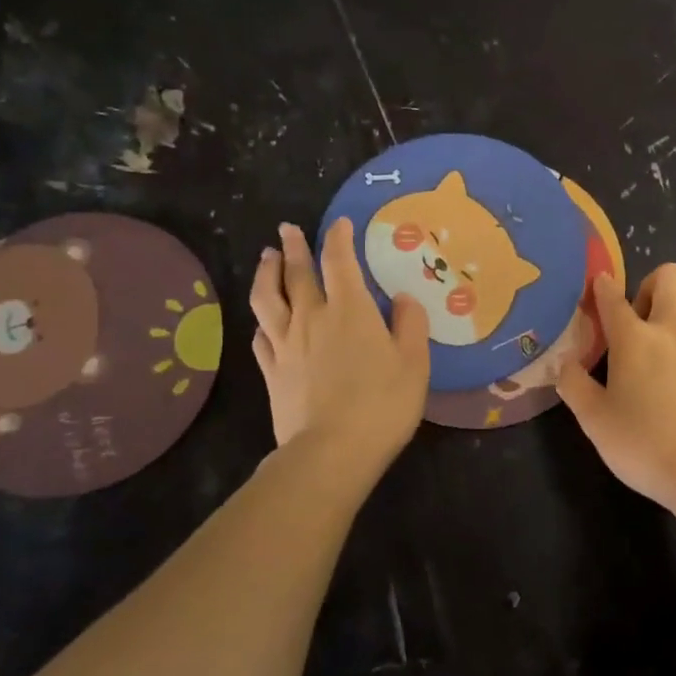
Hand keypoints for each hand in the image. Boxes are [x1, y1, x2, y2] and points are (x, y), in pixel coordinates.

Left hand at [249, 219, 429, 472]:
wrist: (332, 451)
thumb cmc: (382, 404)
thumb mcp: (415, 363)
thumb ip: (410, 325)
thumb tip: (403, 298)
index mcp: (351, 310)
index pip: (340, 262)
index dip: (338, 238)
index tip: (339, 223)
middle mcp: (312, 318)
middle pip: (297, 274)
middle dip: (294, 247)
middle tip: (287, 229)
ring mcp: (286, 345)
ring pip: (268, 299)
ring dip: (267, 274)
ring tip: (267, 259)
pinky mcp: (271, 372)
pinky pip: (261, 336)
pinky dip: (263, 321)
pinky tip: (264, 320)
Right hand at [556, 263, 675, 511]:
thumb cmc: (643, 446)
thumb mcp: (594, 422)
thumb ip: (574, 386)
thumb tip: (565, 363)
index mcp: (633, 339)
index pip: (612, 299)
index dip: (603, 287)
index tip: (600, 284)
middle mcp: (671, 328)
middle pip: (669, 274)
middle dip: (652, 283)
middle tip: (643, 316)